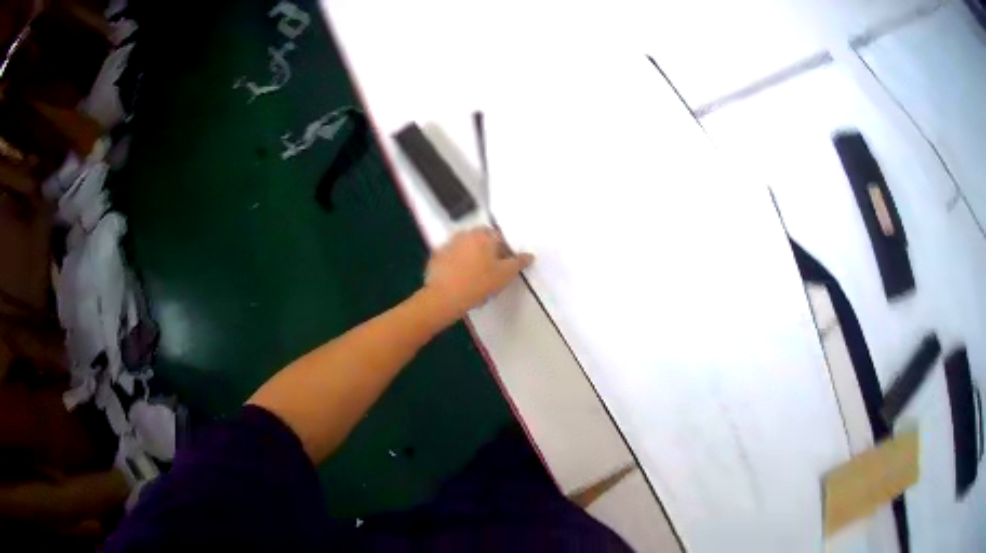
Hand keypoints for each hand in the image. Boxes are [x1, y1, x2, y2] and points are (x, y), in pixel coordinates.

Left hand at [423, 228, 533, 318]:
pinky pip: (452, 257)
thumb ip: (519, 263)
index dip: (504, 253)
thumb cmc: (479, 283)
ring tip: (474, 278)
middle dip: (487, 253)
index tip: (503, 268)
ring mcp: (448, 244)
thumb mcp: (505, 275)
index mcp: (483, 235)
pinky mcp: (436, 256)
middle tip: (490, 273)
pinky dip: (457, 264)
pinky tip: (460, 279)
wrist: (445, 297)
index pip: (499, 238)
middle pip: (481, 241)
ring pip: (466, 248)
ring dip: (471, 258)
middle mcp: (465, 234)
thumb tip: (529, 256)